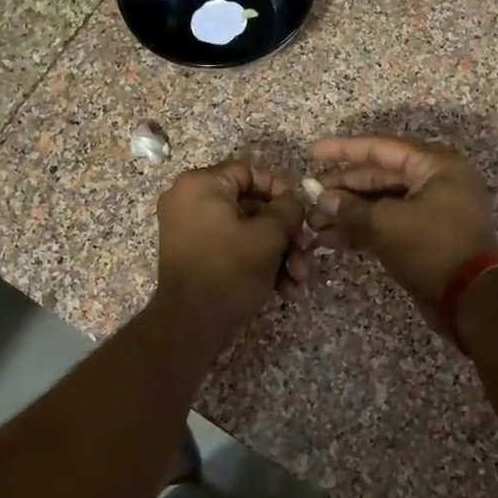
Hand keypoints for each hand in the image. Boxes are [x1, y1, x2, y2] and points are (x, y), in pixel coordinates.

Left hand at [150, 162, 306, 348]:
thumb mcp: (268, 237)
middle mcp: (190, 201)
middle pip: (252, 206)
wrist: (190, 325)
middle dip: (285, 234)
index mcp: (200, 185)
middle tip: (308, 252)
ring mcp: (191, 230)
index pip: (249, 172)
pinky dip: (259, 264)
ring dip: (279, 254)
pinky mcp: (197, 256)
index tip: (303, 211)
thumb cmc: (229, 270)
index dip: (281, 190)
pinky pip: (233, 248)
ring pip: (247, 231)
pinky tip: (285, 290)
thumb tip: (294, 201)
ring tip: (300, 280)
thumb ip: (288, 210)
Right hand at [308, 136, 497, 328]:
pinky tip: (330, 241)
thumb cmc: (434, 248)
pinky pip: (387, 225)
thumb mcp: (388, 224)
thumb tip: (323, 200)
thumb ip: (351, 209)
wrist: (472, 300)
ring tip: (313, 225)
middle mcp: (436, 182)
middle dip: (342, 189)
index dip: (345, 151)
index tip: (313, 152)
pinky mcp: (424, 238)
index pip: (382, 148)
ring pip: (381, 204)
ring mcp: (431, 211)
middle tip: (309, 196)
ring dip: (347, 214)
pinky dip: (361, 231)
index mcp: (435, 166)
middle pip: (379, 177)